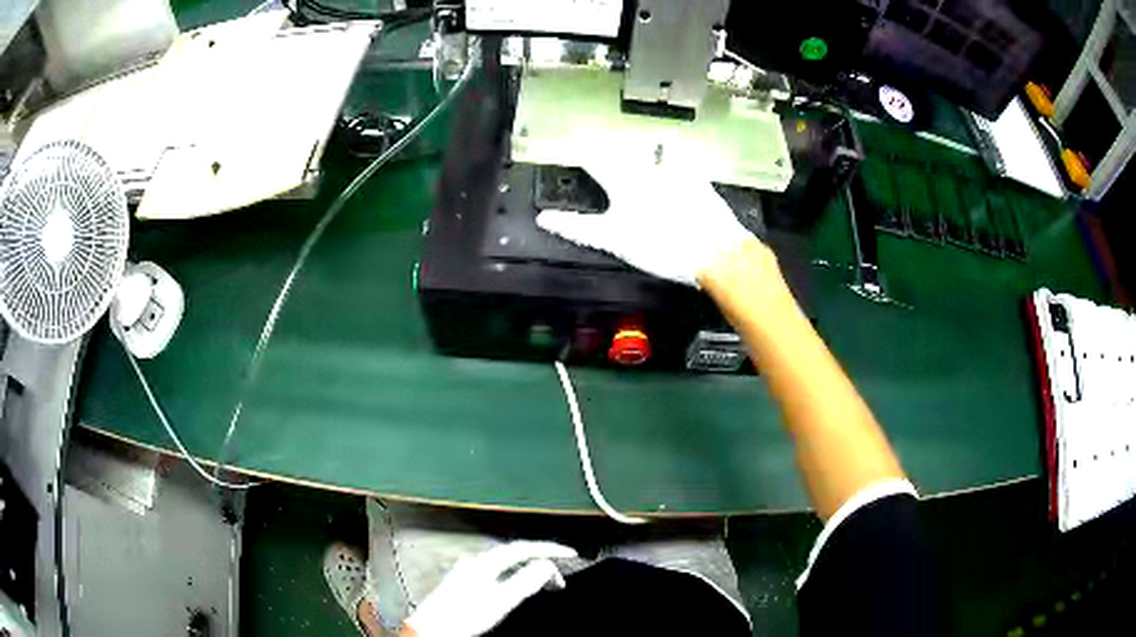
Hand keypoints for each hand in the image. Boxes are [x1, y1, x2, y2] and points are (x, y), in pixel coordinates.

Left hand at [403, 541, 576, 636]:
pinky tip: (515, 588)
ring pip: (504, 564)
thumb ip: (525, 582)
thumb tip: (546, 566)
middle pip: (514, 555)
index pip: (523, 548)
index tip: (570, 554)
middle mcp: (474, 562)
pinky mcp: (461, 582)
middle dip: (540, 561)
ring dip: (527, 570)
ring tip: (544, 583)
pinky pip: (495, 572)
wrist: (431, 629)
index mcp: (484, 563)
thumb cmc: (463, 617)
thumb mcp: (501, 601)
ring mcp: (466, 571)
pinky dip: (512, 577)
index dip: (549, 549)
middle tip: (559, 578)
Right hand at [536, 163, 757, 286]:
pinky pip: (685, 163)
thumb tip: (543, 219)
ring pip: (655, 153)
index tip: (568, 144)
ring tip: (642, 149)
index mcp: (624, 181)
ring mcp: (678, 173)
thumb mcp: (614, 240)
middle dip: (610, 148)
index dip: (578, 153)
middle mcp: (649, 169)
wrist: (716, 250)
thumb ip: (578, 227)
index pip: (593, 161)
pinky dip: (677, 161)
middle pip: (623, 152)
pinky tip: (679, 164)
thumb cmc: (661, 246)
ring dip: (645, 150)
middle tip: (601, 142)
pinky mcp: (700, 181)